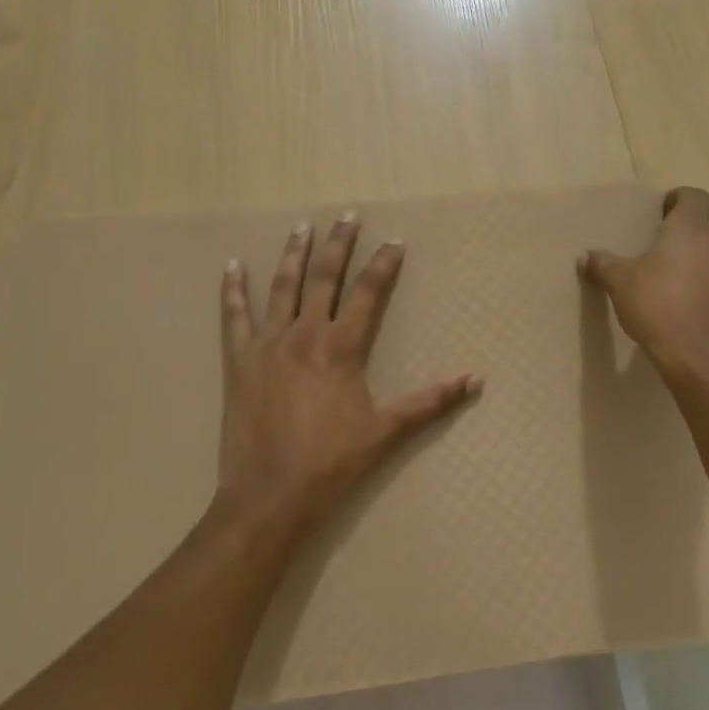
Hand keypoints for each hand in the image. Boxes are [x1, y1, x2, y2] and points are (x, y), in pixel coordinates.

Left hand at [215, 212, 481, 530]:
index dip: (383, 264)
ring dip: (293, 254)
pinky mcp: (239, 360)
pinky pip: (234, 316)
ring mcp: (268, 343)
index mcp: (341, 347)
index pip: (368, 292)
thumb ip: (431, 401)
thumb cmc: (332, 463)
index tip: (395, 240)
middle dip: (339, 245)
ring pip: (282, 286)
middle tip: (347, 216)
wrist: (270, 494)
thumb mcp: (386, 431)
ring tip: (302, 226)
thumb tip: (476, 379)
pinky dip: (233, 290)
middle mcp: (304, 334)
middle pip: (324, 277)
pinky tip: (232, 266)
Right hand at [579, 187, 708, 379]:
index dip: (682, 198)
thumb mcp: (619, 283)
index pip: (695, 197)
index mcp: (688, 230)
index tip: (665, 210)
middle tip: (687, 243)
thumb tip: (585, 256)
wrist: (696, 354)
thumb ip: (603, 265)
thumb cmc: (656, 306)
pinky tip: (704, 297)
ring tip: (700, 270)